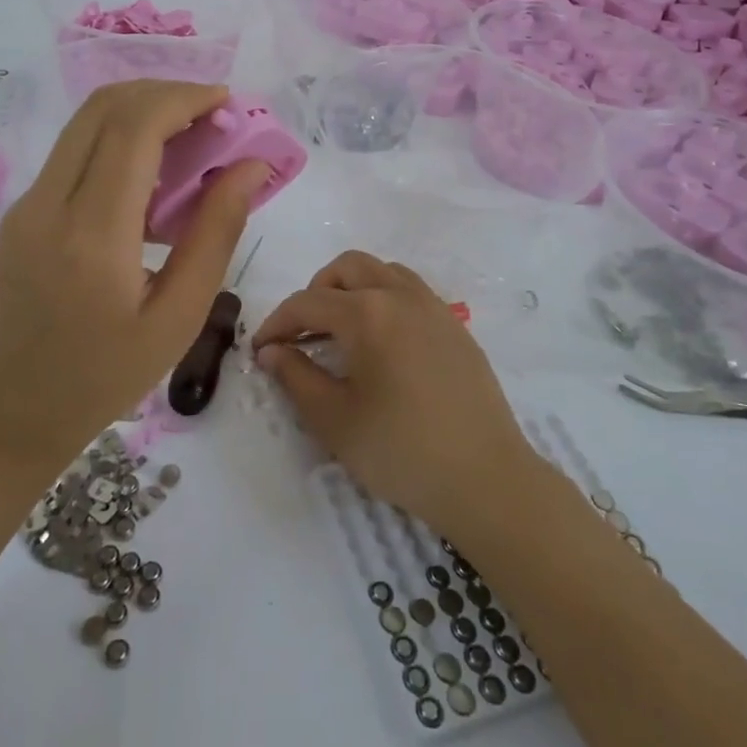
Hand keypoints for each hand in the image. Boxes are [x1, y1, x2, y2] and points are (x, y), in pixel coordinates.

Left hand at [0, 81, 267, 481]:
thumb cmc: (100, 381)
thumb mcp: (177, 318)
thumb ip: (216, 233)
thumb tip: (250, 168)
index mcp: (93, 232)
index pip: (136, 126)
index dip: (185, 98)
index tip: (228, 103)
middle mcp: (50, 202)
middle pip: (104, 107)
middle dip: (164, 93)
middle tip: (213, 115)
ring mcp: (26, 205)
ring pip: (85, 124)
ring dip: (140, 112)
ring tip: (191, 139)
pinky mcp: (20, 214)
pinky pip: (73, 153)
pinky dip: (118, 141)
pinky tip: (152, 177)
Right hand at [252, 251, 543, 538]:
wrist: (485, 478)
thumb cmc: (401, 451)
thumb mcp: (334, 420)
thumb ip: (296, 376)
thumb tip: (271, 351)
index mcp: (367, 313)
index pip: (307, 302)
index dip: (277, 323)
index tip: (260, 349)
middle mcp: (400, 295)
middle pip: (347, 268)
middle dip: (316, 292)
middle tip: (303, 334)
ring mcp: (433, 306)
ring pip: (382, 271)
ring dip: (353, 289)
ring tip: (341, 332)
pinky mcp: (455, 325)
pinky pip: (410, 290)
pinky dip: (384, 298)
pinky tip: (382, 343)